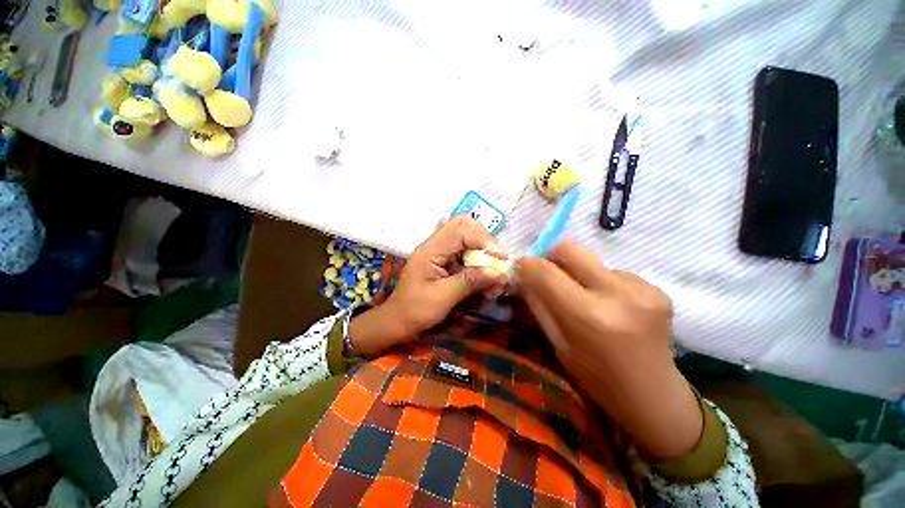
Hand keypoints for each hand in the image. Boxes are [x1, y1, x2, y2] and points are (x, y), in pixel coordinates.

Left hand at [350, 217, 507, 356]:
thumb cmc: (415, 311)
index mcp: (430, 250)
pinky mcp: (445, 260)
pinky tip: (485, 277)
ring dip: (483, 251)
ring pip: (467, 237)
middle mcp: (435, 245)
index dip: (483, 241)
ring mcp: (440, 251)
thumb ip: (470, 281)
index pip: (461, 230)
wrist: (398, 321)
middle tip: (496, 261)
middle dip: (484, 241)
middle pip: (464, 226)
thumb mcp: (443, 298)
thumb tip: (498, 272)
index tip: (500, 259)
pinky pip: (466, 252)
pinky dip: (478, 261)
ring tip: (493, 273)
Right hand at [515, 242, 701, 459]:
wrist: (653, 396)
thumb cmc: (596, 377)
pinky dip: (603, 282)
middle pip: (569, 249)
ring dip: (580, 273)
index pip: (544, 272)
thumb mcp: (557, 343)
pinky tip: (611, 305)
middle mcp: (617, 295)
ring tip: (587, 298)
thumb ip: (538, 305)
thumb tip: (522, 277)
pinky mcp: (657, 289)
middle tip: (550, 274)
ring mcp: (642, 289)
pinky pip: (614, 271)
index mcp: (587, 316)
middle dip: (552, 257)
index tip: (520, 268)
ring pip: (592, 260)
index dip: (526, 265)